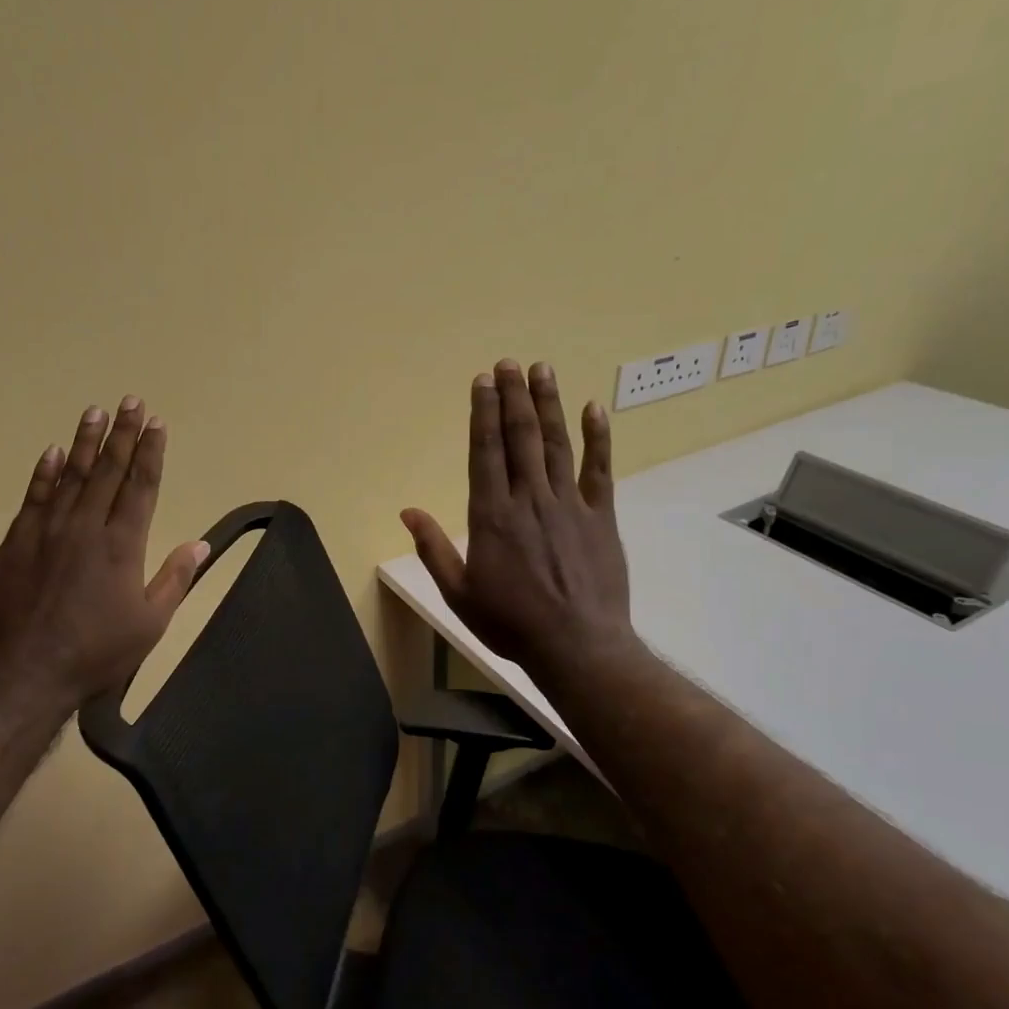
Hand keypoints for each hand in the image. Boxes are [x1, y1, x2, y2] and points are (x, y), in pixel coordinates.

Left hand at [0, 397, 208, 708]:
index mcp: (123, 545)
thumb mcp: (150, 624)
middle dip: (123, 434)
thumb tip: (201, 543)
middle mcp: (86, 526)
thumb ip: (175, 579)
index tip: (157, 424)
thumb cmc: (96, 653)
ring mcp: (48, 530)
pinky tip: (51, 452)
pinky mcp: (17, 541)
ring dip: (85, 442)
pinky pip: (34, 496)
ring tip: (96, 412)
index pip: (142, 486)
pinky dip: (43, 472)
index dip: (151, 453)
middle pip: (108, 470)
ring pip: (70, 474)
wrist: (22, 672)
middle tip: (131, 401)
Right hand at [402, 360, 631, 673]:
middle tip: (508, 363)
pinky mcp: (601, 517)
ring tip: (542, 370)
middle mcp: (529, 499)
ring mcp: (569, 505)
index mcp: (492, 516)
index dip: (482, 413)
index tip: (481, 382)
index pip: (484, 451)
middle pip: (520, 437)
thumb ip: (433, 549)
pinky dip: (598, 437)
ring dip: (548, 404)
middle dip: (513, 396)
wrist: (576, 646)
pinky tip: (594, 408)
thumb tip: (408, 511)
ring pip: (556, 443)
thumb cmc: (510, 623)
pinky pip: (600, 469)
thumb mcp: (458, 593)